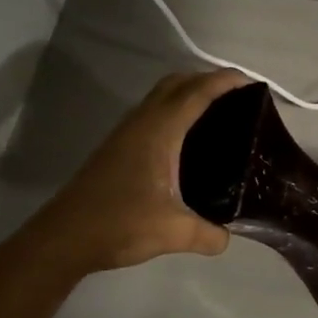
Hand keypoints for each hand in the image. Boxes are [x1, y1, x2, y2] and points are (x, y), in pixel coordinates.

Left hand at [30, 68, 250, 274]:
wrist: (64, 237)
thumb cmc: (119, 224)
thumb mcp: (173, 233)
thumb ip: (208, 234)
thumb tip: (227, 237)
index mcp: (159, 131)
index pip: (197, 92)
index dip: (225, 81)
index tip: (253, 83)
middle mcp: (142, 122)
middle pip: (177, 83)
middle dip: (208, 80)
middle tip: (239, 98)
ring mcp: (126, 132)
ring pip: (161, 95)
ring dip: (189, 92)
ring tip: (218, 113)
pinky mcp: (118, 146)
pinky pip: (152, 111)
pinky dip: (174, 109)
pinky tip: (186, 138)